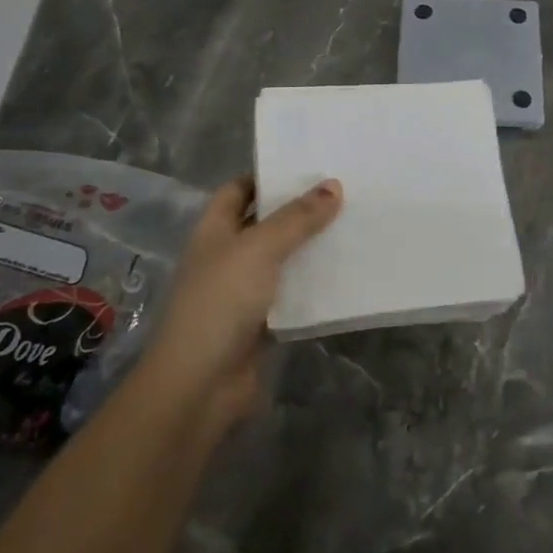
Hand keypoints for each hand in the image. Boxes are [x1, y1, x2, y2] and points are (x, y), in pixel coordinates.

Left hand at [142, 175, 341, 428]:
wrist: (199, 385)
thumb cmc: (221, 302)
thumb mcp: (260, 249)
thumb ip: (297, 218)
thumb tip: (334, 185)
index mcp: (215, 230)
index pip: (239, 190)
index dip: (268, 176)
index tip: (309, 167)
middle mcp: (227, 255)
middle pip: (265, 223)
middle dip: (298, 211)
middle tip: (344, 193)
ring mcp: (243, 292)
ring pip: (281, 260)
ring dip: (310, 248)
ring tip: (353, 226)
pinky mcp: (261, 324)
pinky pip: (291, 295)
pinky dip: (313, 285)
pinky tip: (345, 273)